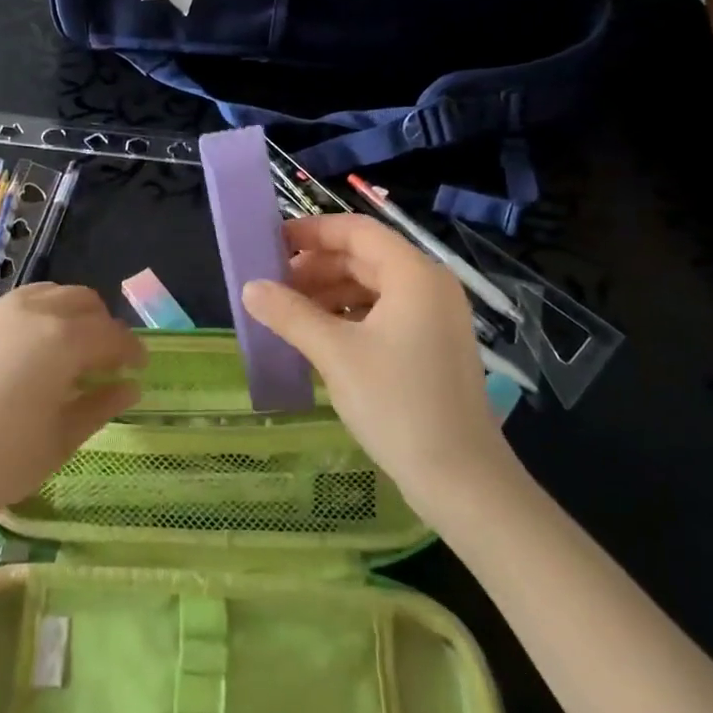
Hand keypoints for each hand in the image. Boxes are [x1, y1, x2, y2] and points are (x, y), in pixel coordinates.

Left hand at [0, 283, 143, 527]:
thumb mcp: (61, 439)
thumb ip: (100, 405)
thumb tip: (130, 387)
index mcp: (64, 339)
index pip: (112, 334)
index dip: (131, 351)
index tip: (139, 370)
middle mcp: (36, 310)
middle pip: (85, 302)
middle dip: (103, 327)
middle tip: (106, 363)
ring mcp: (2, 310)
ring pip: (54, 293)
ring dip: (73, 315)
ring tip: (72, 352)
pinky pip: (24, 301)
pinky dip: (43, 314)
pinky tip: (36, 350)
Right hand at [243, 214, 515, 517]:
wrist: (462, 481)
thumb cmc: (398, 405)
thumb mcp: (335, 354)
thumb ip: (290, 314)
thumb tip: (249, 288)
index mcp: (414, 274)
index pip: (356, 230)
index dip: (312, 232)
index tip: (271, 244)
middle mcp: (429, 286)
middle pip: (364, 258)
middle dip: (316, 267)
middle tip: (273, 285)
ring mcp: (434, 318)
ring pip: (372, 288)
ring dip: (329, 294)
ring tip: (288, 314)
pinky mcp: (432, 346)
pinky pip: (383, 314)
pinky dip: (349, 317)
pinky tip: (319, 337)